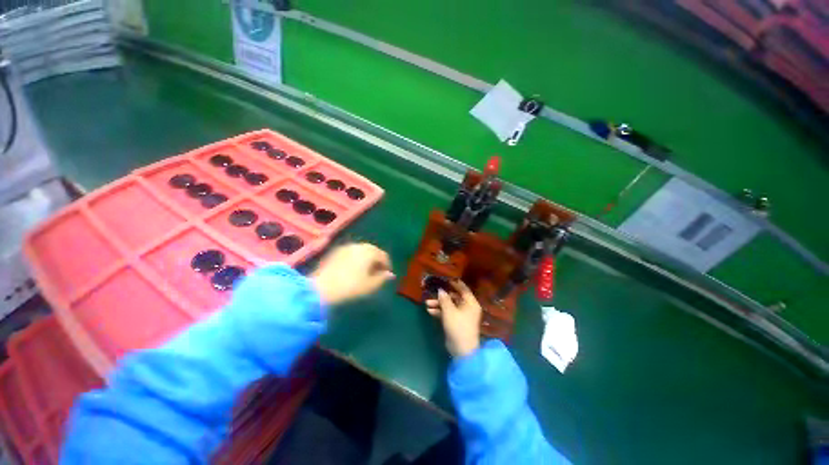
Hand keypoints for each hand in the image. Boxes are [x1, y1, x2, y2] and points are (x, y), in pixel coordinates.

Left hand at [311, 243, 394, 304]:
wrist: (321, 288)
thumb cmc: (350, 287)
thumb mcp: (370, 285)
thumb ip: (382, 278)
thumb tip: (390, 274)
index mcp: (369, 252)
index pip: (383, 256)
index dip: (387, 266)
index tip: (386, 276)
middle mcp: (358, 245)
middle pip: (372, 251)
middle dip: (376, 261)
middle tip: (377, 273)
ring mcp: (345, 247)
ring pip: (361, 251)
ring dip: (366, 259)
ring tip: (365, 271)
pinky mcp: (335, 252)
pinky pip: (351, 253)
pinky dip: (355, 259)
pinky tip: (352, 269)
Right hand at [425, 280, 481, 357]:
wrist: (461, 350)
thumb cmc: (458, 326)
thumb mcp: (449, 311)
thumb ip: (444, 299)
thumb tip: (441, 290)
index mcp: (470, 303)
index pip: (463, 289)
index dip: (454, 283)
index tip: (445, 279)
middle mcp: (467, 307)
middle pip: (454, 297)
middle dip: (442, 296)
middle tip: (432, 293)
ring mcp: (462, 315)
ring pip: (449, 305)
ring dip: (438, 304)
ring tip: (427, 303)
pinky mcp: (456, 322)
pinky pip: (448, 313)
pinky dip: (440, 312)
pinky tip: (430, 311)